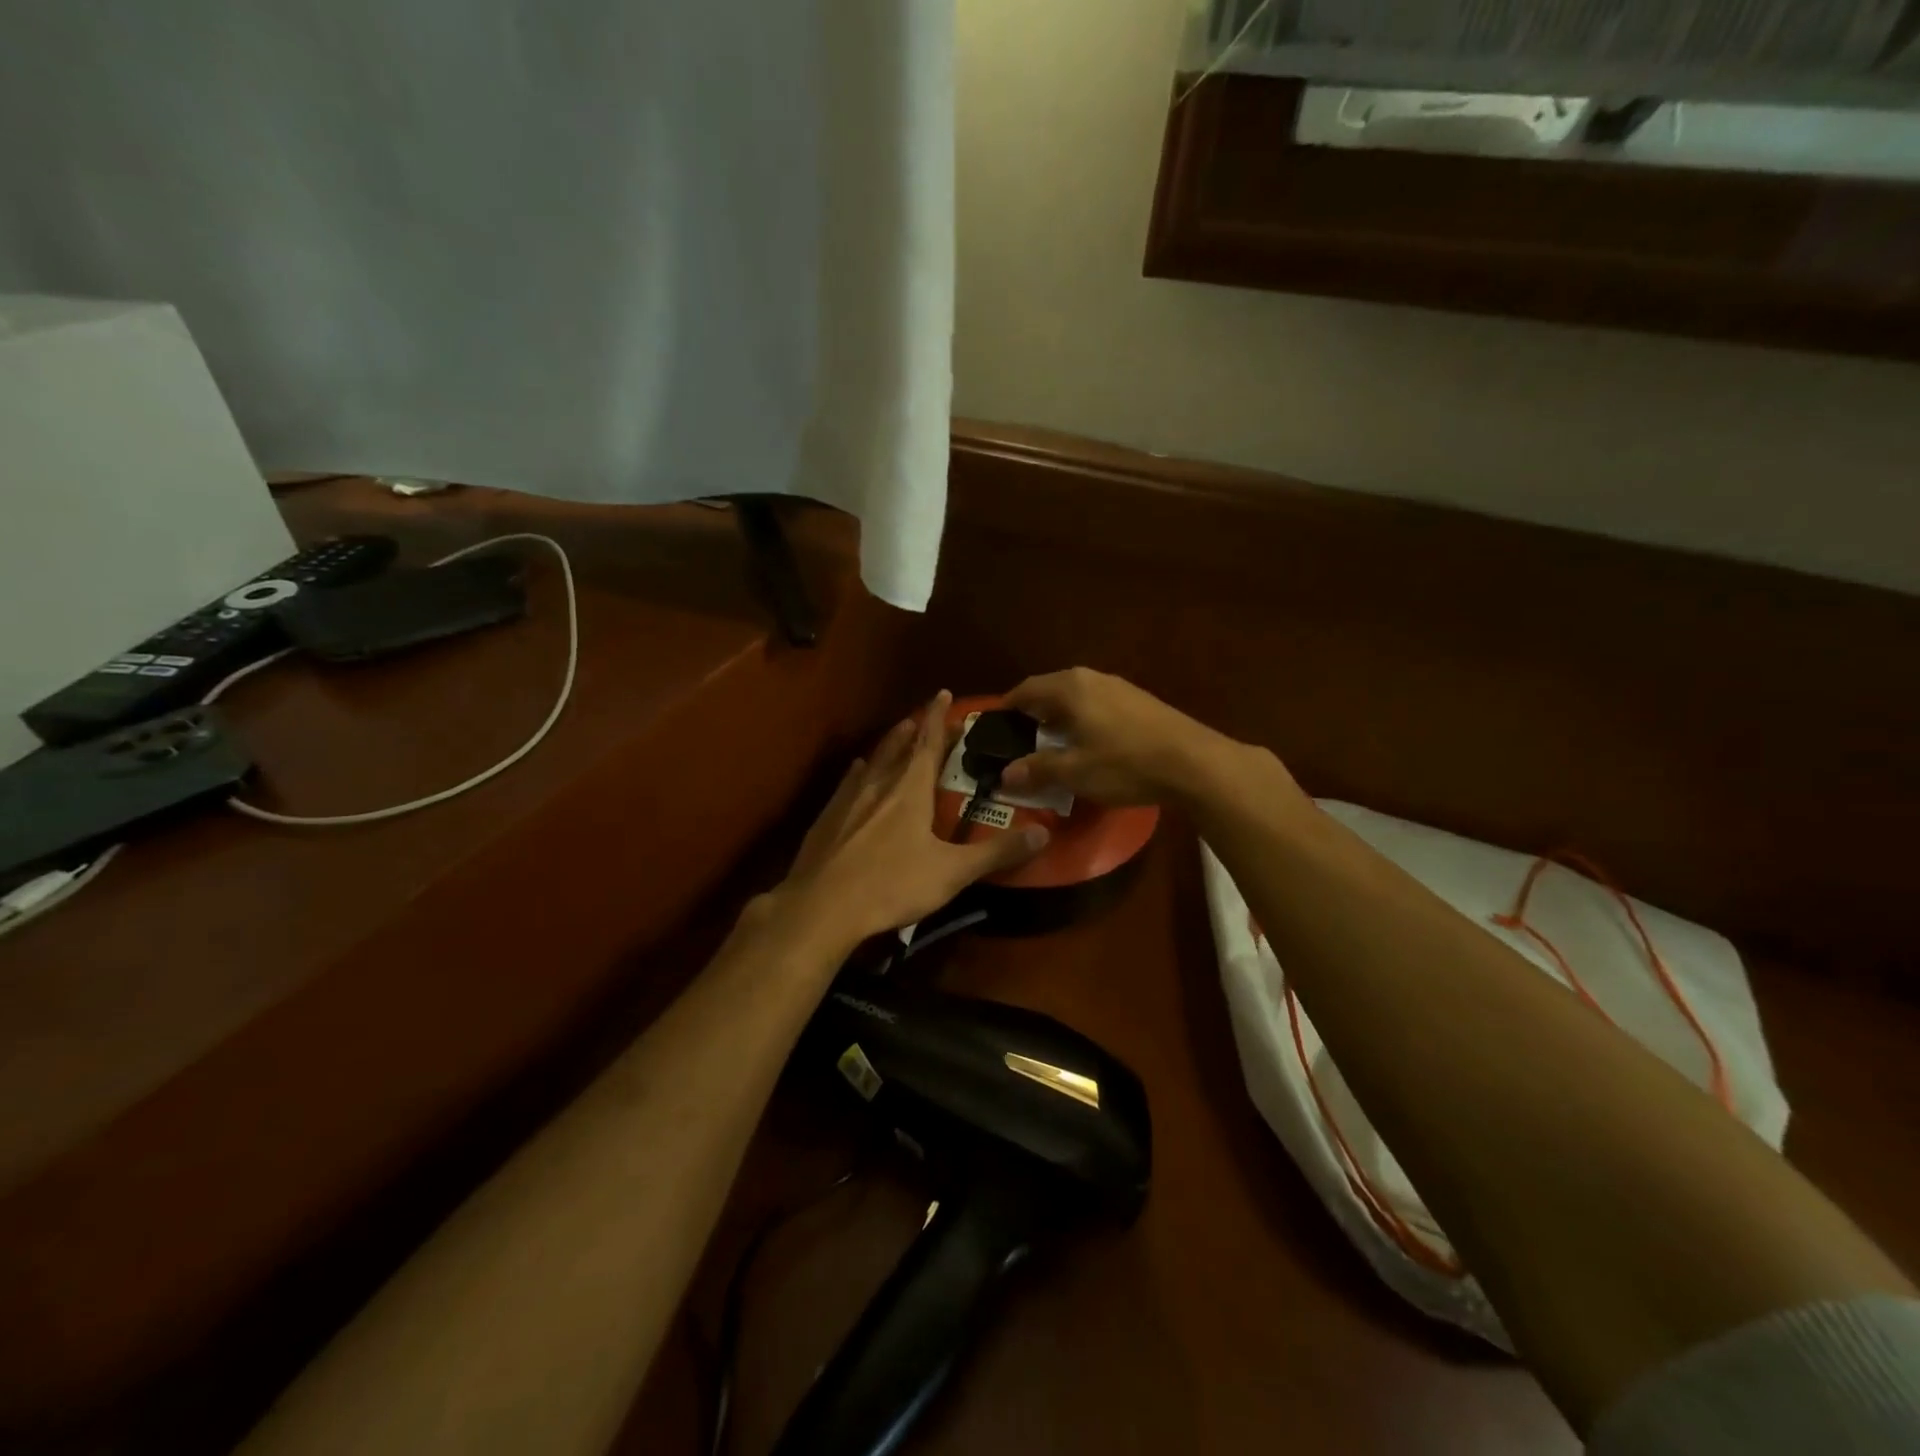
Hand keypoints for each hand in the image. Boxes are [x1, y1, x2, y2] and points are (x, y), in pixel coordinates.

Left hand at [778, 692, 1048, 945]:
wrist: (822, 907)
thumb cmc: (892, 885)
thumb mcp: (952, 873)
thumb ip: (996, 853)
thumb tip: (1043, 833)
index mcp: (909, 791)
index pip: (928, 744)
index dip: (938, 718)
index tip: (942, 693)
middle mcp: (878, 786)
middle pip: (898, 748)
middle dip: (914, 730)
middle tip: (922, 717)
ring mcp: (847, 801)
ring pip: (871, 763)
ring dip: (887, 746)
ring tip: (895, 735)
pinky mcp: (826, 820)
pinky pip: (847, 785)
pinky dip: (858, 773)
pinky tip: (856, 773)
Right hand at [1001, 668, 1262, 807]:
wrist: (1193, 762)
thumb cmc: (1125, 764)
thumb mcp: (1076, 772)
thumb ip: (1038, 769)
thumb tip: (1006, 774)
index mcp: (1070, 688)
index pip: (1027, 689)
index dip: (1009, 706)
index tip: (997, 723)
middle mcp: (1092, 678)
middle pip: (1051, 688)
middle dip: (1034, 710)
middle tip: (1021, 734)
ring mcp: (1120, 686)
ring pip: (1077, 695)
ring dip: (1060, 714)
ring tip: (1052, 739)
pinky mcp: (1140, 700)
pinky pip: (1097, 702)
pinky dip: (1082, 717)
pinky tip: (1089, 740)